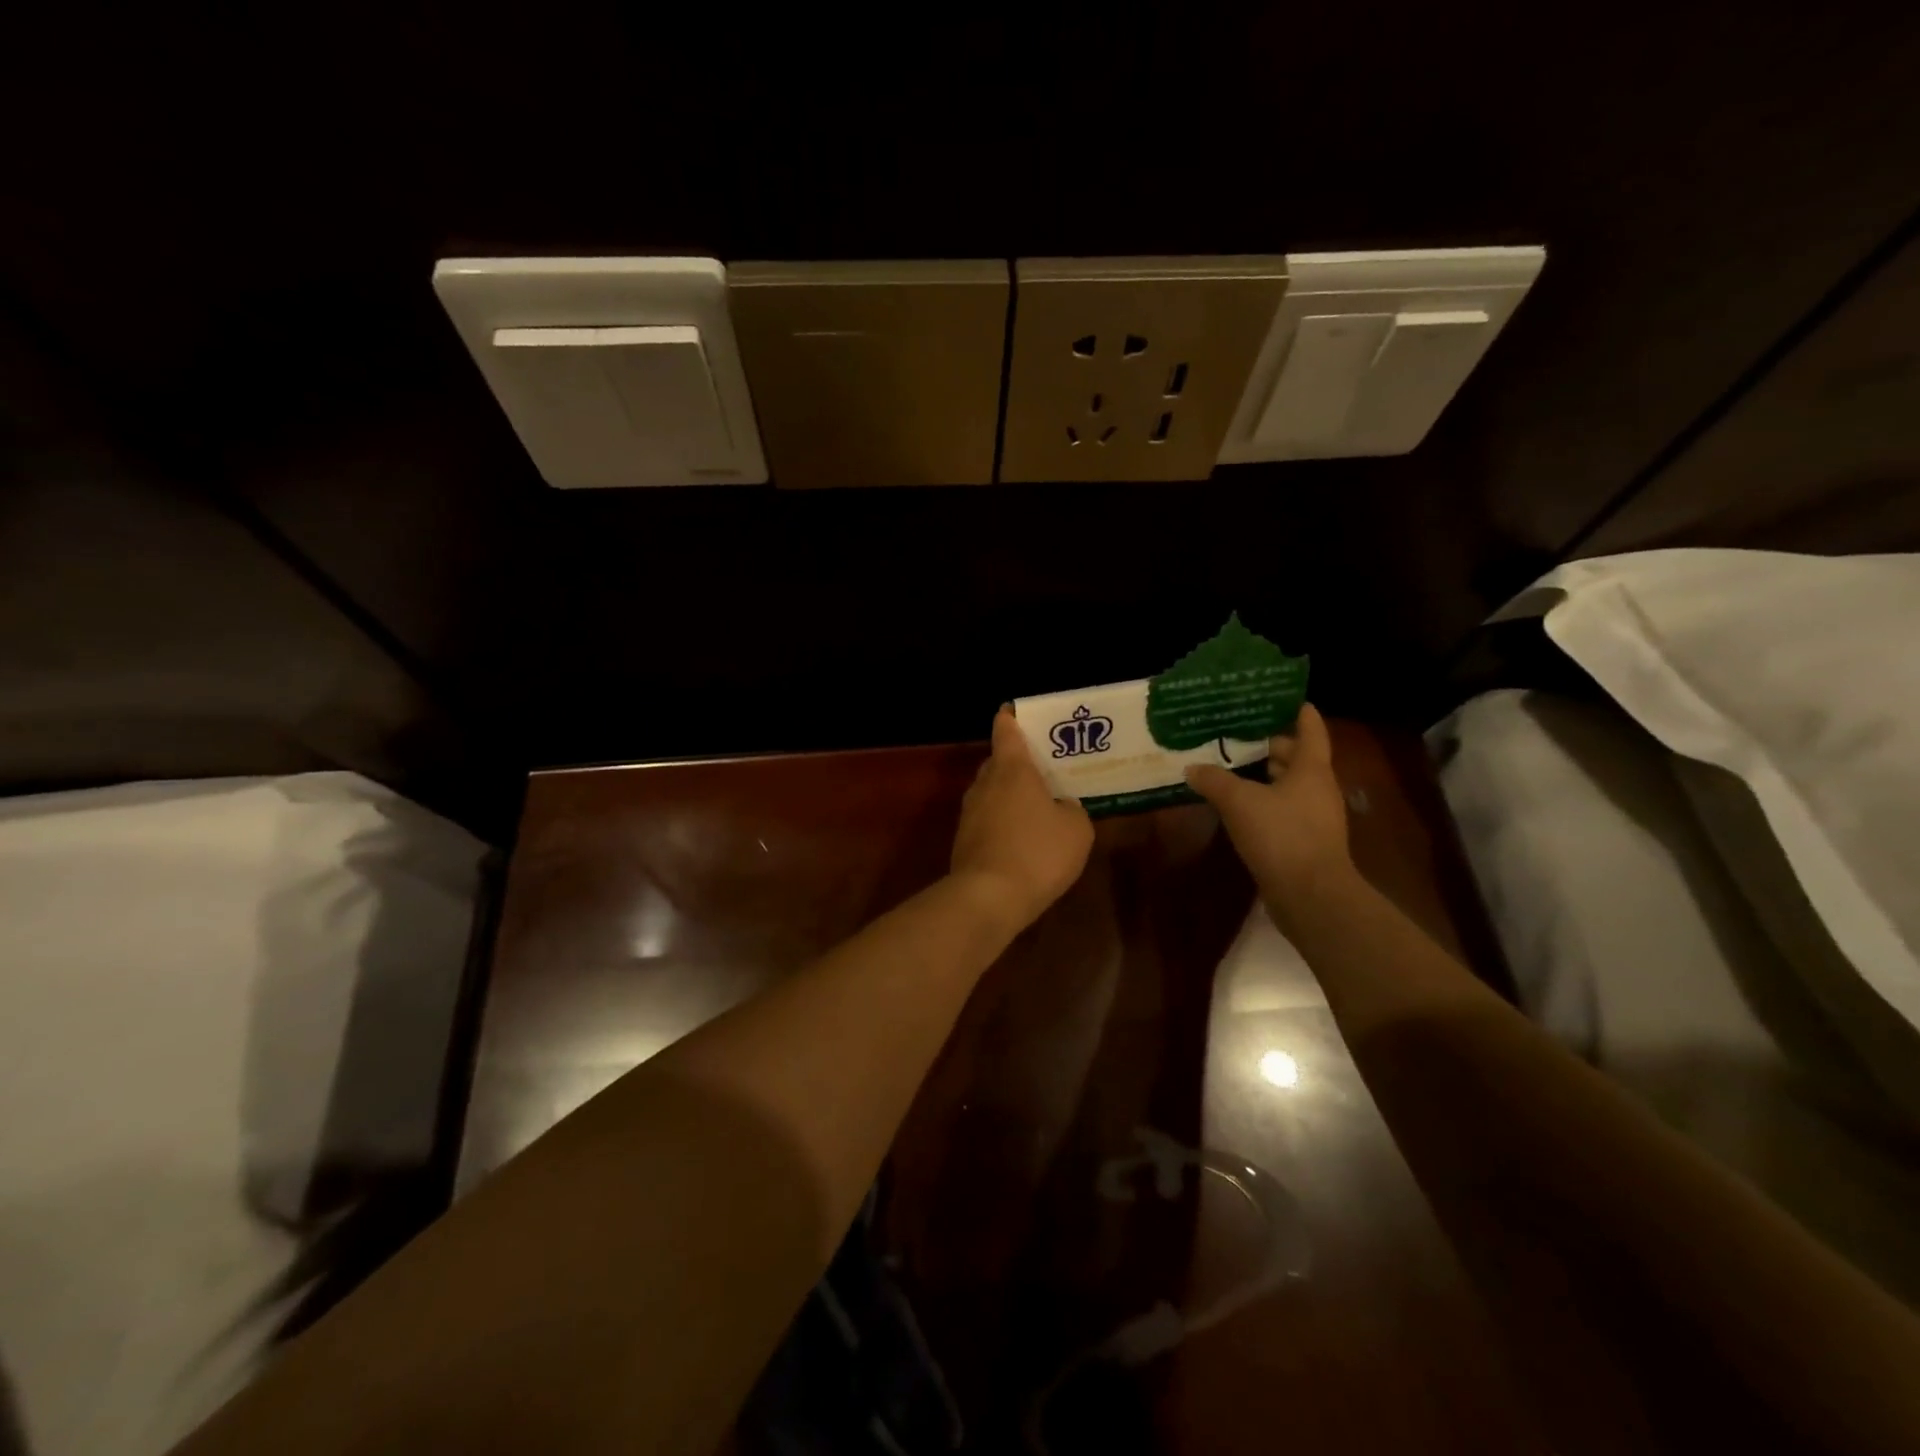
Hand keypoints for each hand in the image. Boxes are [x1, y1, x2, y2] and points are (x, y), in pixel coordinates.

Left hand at [950, 707, 1094, 931]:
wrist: (988, 897)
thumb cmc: (1038, 852)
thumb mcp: (1077, 829)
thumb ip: (1072, 809)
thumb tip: (1061, 806)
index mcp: (1012, 769)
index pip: (1006, 732)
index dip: (1011, 718)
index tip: (1014, 710)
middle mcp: (985, 784)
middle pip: (997, 762)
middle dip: (1015, 762)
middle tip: (1041, 768)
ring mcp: (969, 812)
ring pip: (990, 792)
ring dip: (1007, 794)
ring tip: (1034, 805)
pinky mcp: (963, 840)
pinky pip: (986, 819)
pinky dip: (1001, 821)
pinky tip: (1020, 839)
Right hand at [1186, 704, 1352, 921]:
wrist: (1310, 896)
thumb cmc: (1282, 835)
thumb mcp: (1240, 802)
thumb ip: (1214, 780)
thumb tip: (1192, 768)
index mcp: (1312, 768)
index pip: (1310, 728)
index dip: (1296, 710)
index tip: (1277, 696)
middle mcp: (1317, 787)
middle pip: (1296, 755)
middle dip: (1267, 743)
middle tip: (1233, 731)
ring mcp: (1313, 816)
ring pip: (1286, 784)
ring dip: (1261, 774)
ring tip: (1226, 765)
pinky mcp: (1302, 841)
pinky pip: (1280, 809)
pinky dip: (1260, 801)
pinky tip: (1233, 804)